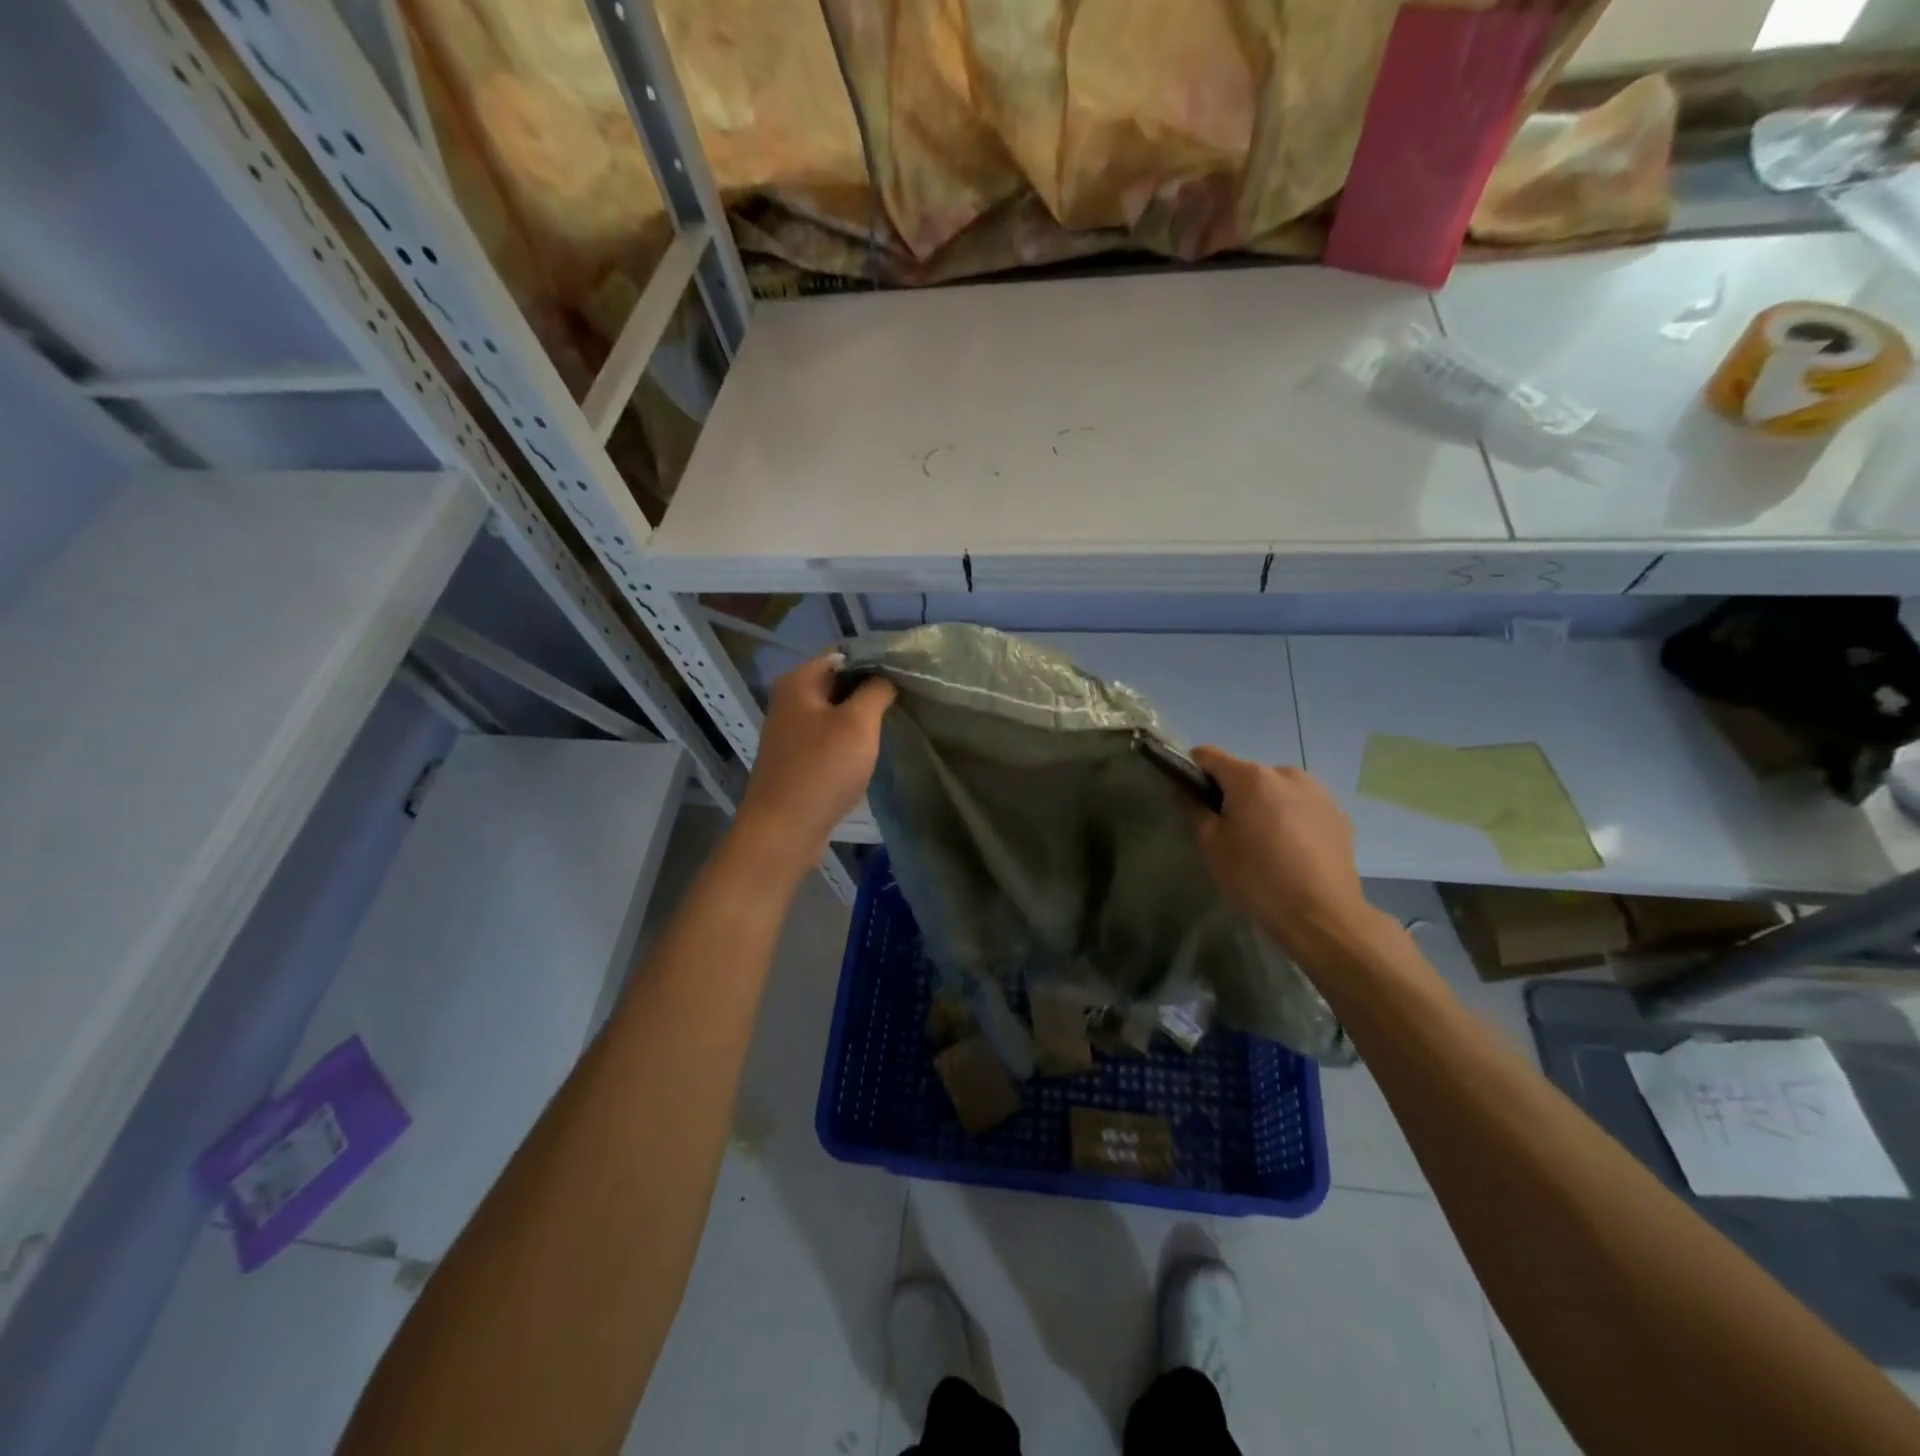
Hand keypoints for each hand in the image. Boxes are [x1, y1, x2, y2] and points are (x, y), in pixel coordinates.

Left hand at [731, 653, 895, 875]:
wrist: (784, 830)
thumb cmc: (822, 770)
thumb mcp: (858, 723)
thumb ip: (876, 690)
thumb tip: (886, 677)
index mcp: (798, 682)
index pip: (843, 654)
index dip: (875, 659)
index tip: (907, 671)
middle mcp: (789, 701)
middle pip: (838, 682)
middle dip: (870, 688)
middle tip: (907, 696)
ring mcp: (790, 732)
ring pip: (835, 711)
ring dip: (862, 716)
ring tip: (896, 719)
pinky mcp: (797, 759)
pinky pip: (828, 738)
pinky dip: (849, 739)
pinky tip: (871, 749)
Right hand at [1188, 746, 1381, 960]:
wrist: (1321, 916)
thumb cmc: (1256, 878)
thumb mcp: (1211, 845)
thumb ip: (1195, 808)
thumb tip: (1187, 789)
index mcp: (1251, 776)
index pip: (1209, 755)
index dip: (1194, 771)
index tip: (1193, 798)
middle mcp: (1286, 773)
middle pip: (1246, 774)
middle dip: (1234, 794)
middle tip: (1231, 832)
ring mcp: (1318, 792)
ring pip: (1276, 789)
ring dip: (1265, 805)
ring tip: (1266, 844)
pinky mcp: (1339, 814)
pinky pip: (1302, 806)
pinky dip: (1291, 819)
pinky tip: (1293, 852)